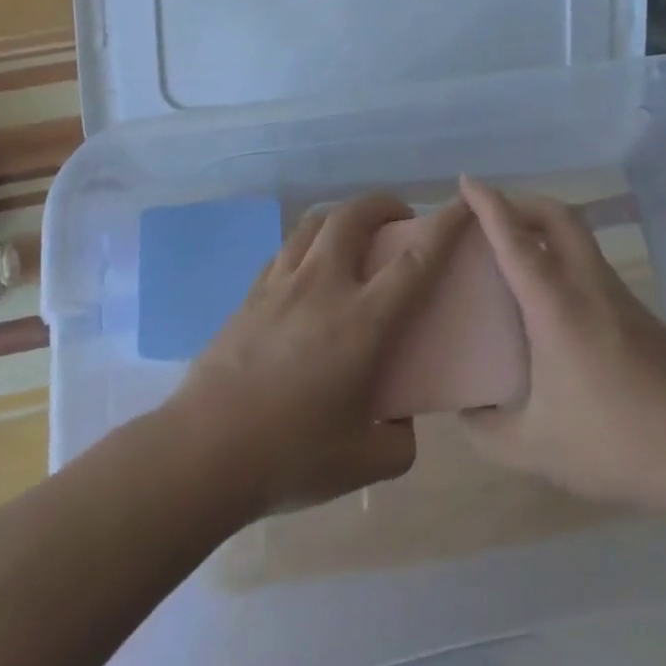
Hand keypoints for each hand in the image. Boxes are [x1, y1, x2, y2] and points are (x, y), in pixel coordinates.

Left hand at [167, 193, 470, 516]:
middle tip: (399, 220)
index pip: (415, 261)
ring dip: (342, 218)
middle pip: (354, 217)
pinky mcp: (249, 295)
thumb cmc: (289, 456)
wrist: (202, 453)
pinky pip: (285, 251)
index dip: (445, 226)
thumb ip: (399, 440)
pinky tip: (309, 273)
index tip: (464, 206)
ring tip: (353, 237)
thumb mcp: (364, 462)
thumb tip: (401, 421)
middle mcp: (322, 287)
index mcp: (362, 321)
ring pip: (314, 224)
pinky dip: (308, 246)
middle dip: (384, 204)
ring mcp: (280, 285)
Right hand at [459, 176, 665, 517]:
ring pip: (581, 241)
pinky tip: (556, 309)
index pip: (515, 239)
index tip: (468, 181)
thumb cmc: (615, 443)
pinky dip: (566, 263)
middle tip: (492, 217)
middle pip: (559, 217)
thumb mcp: (536, 449)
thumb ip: (488, 432)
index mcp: (557, 306)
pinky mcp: (644, 318)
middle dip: (523, 203)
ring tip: (518, 259)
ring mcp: (622, 299)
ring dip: (547, 233)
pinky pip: (594, 269)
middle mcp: (591, 288)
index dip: (489, 205)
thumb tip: (466, 412)